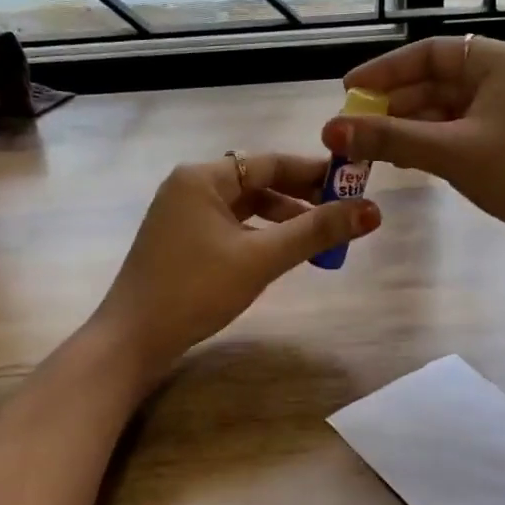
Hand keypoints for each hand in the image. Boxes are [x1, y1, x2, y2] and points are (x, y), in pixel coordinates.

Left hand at [93, 153, 379, 378]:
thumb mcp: (261, 259)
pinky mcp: (182, 241)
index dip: (314, 172)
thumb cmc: (195, 290)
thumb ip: (315, 232)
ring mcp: (183, 215)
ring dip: (283, 219)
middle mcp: (190, 187)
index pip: (269, 162)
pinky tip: (282, 252)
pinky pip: (232, 226)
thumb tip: (372, 210)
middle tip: (343, 213)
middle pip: (258, 182)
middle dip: (301, 198)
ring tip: (320, 238)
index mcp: (202, 177)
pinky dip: (260, 235)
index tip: (353, 184)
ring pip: (246, 207)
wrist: (132, 341)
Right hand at [322, 37, 504, 277]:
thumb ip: (391, 139)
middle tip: (352, 129)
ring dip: (410, 127)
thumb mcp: (452, 153)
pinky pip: (461, 131)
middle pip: (436, 81)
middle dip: (393, 105)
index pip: (429, 52)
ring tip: (371, 150)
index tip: (348, 92)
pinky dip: (432, 143)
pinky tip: (406, 162)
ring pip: (447, 109)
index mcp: (499, 61)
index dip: (385, 70)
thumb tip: (332, 131)